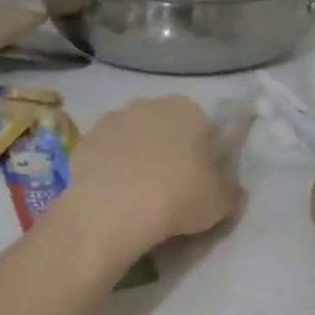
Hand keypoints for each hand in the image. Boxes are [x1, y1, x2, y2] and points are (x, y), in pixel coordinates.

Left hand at [65, 96, 243, 252]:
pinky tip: (114, 197)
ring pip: (133, 138)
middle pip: (166, 127)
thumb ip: (231, 190)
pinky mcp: (83, 141)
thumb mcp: (221, 202)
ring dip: (137, 158)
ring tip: (138, 195)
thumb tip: (231, 189)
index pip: (204, 127)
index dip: (204, 154)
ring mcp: (111, 120)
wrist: (111, 211)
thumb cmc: (177, 197)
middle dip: (169, 150)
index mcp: (187, 109)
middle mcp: (148, 104)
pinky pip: (106, 154)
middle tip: (171, 189)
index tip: (201, 180)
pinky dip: (110, 170)